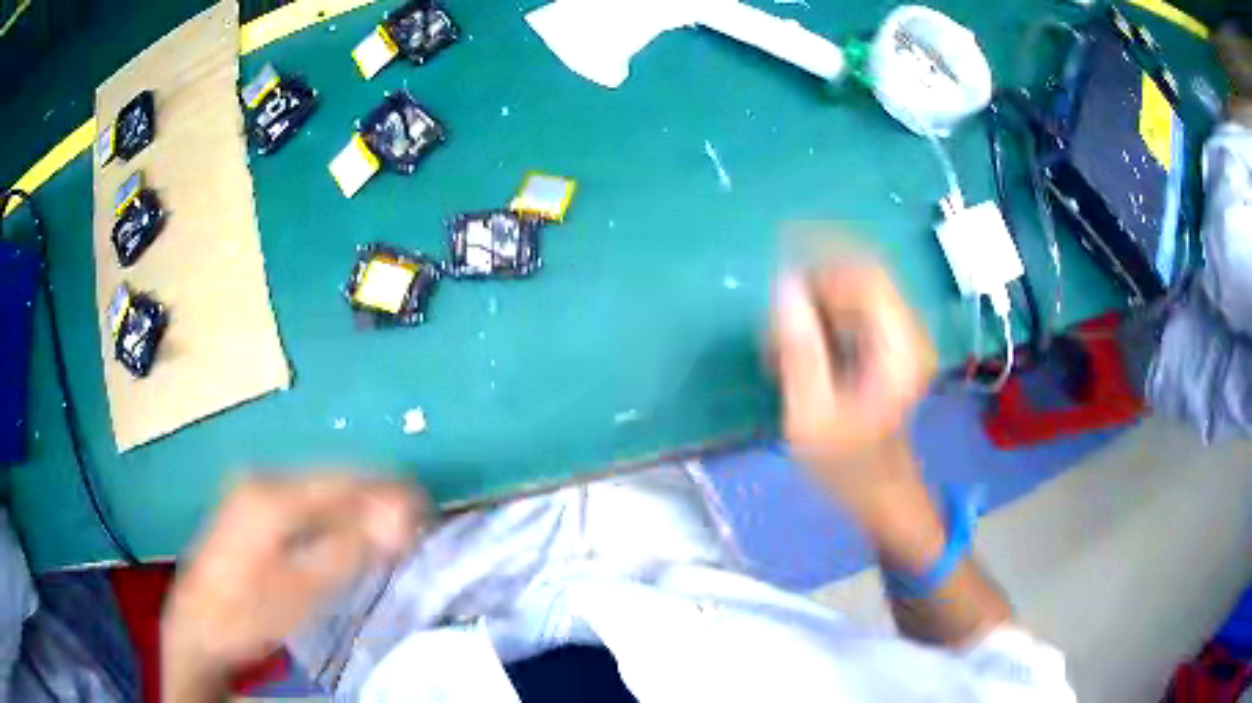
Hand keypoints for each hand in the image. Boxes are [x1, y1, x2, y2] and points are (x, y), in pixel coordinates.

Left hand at [162, 475, 426, 697]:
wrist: (198, 624)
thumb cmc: (249, 612)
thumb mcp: (304, 587)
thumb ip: (351, 547)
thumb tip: (402, 515)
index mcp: (272, 494)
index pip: (344, 481)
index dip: (389, 492)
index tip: (427, 511)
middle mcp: (262, 478)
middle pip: (332, 479)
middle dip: (376, 500)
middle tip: (414, 528)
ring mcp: (253, 488)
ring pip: (319, 489)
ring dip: (357, 508)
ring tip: (391, 532)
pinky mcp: (250, 504)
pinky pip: (304, 500)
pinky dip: (333, 515)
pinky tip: (348, 533)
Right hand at [773, 263, 935, 504]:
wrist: (881, 493)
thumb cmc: (849, 467)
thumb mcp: (812, 417)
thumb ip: (799, 350)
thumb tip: (784, 289)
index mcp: (899, 345)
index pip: (865, 271)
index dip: (823, 251)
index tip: (779, 246)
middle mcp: (906, 331)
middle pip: (857, 275)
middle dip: (810, 286)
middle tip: (773, 329)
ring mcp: (899, 337)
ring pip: (850, 291)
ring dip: (810, 305)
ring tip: (779, 349)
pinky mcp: (887, 344)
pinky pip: (849, 311)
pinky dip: (819, 320)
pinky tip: (796, 353)